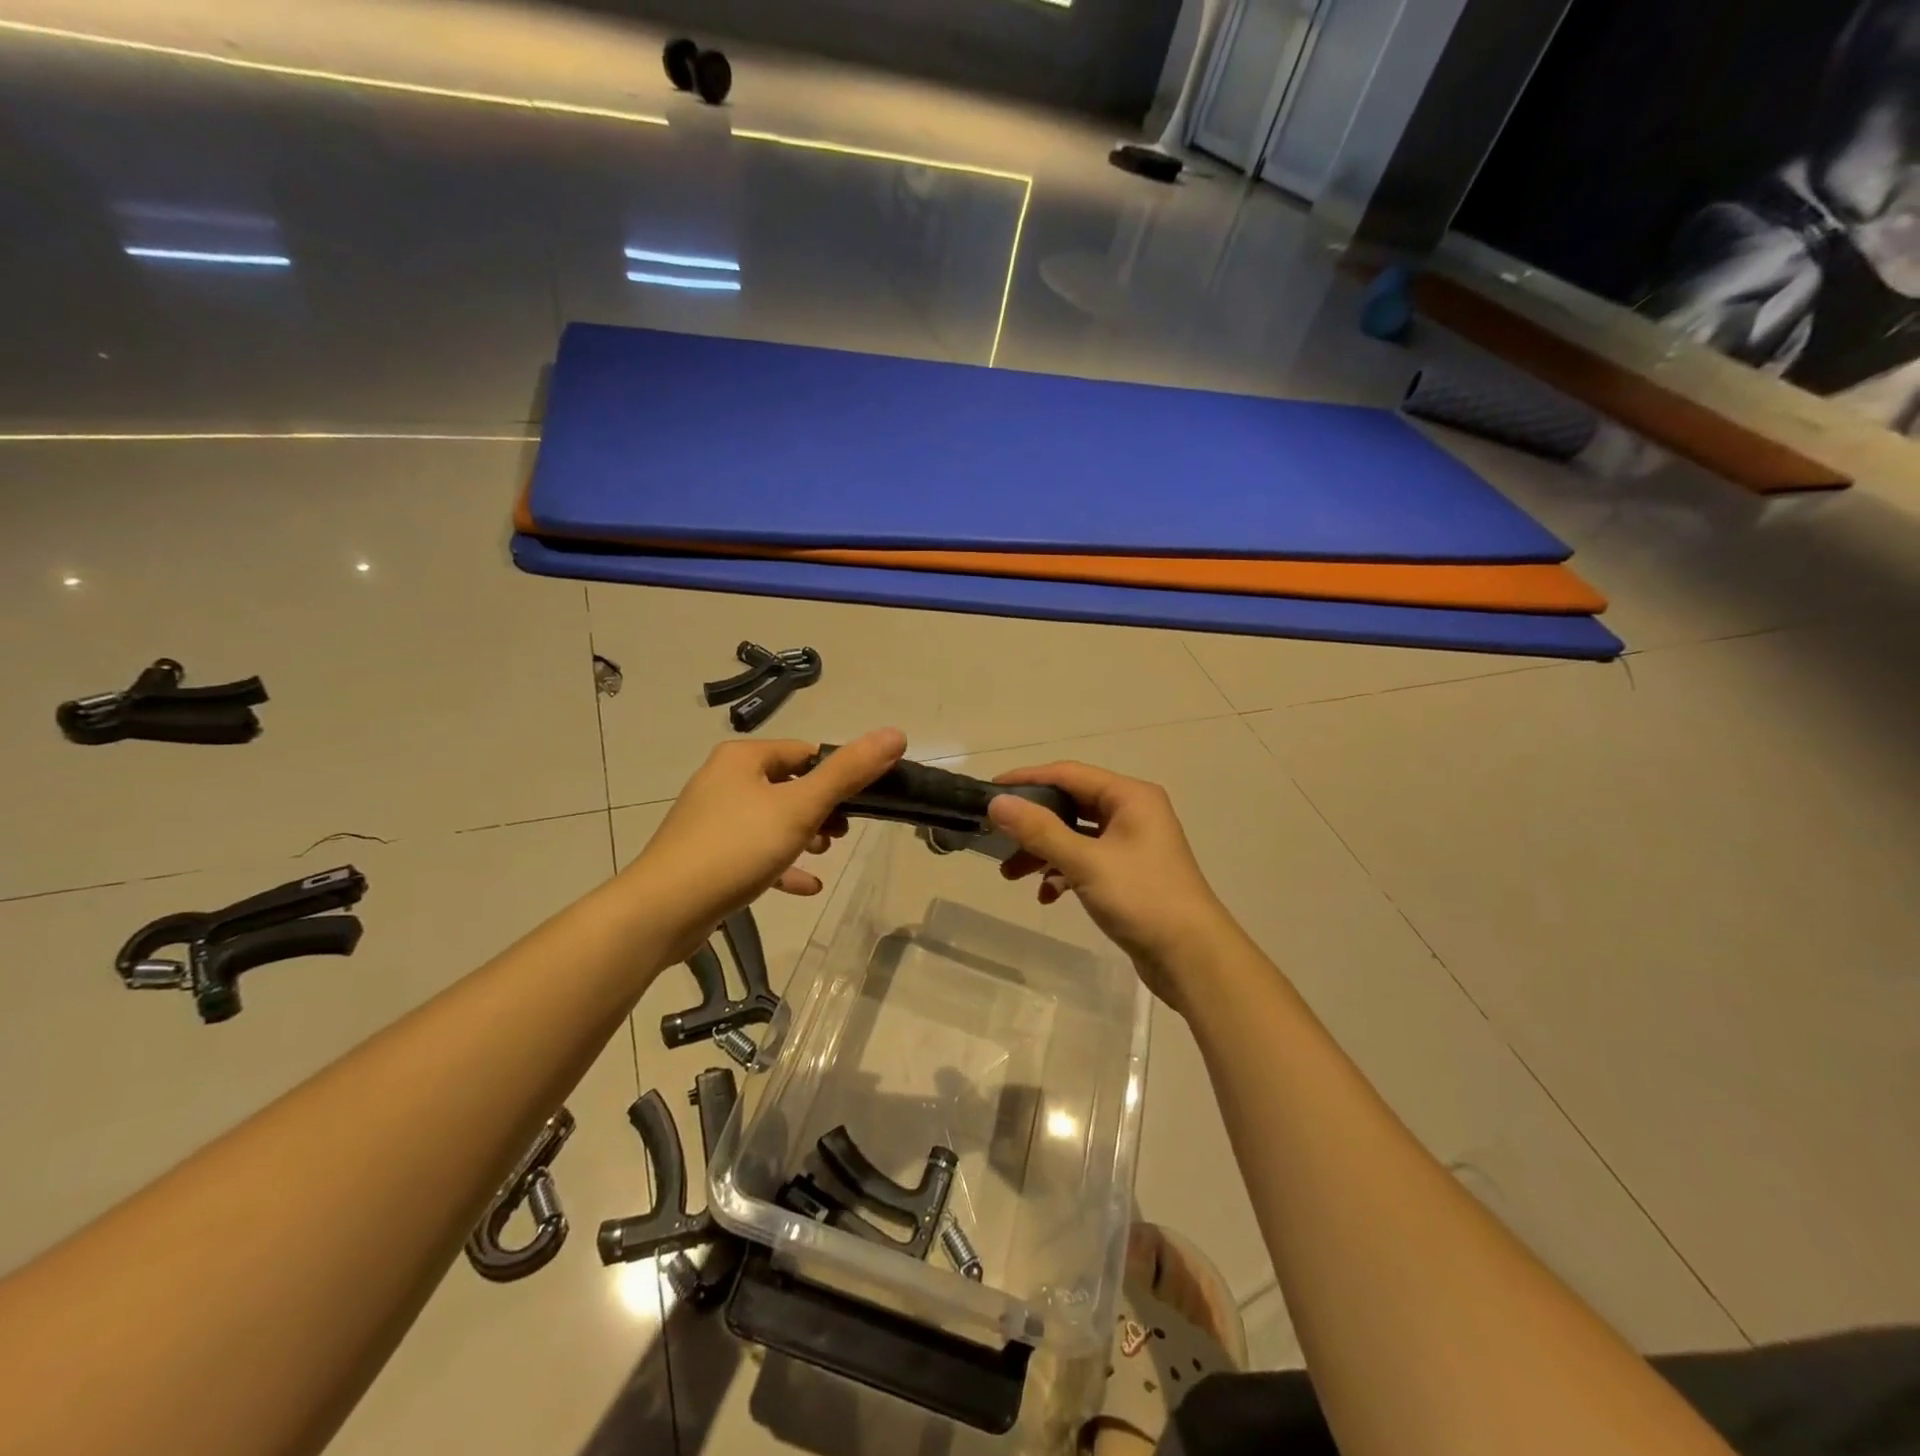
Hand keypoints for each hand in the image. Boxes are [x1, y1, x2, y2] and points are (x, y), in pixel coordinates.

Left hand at [631, 728, 906, 960]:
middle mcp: (724, 781)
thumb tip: (896, 734)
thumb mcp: (801, 807)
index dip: (837, 774)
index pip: (804, 752)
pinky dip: (781, 865)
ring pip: (772, 820)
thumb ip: (849, 772)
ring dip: (804, 835)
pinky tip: (807, 886)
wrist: (664, 909)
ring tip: (827, 854)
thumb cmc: (736, 847)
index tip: (861, 802)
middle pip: (789, 785)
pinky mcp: (707, 856)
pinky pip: (754, 854)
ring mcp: (713, 820)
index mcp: (743, 759)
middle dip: (822, 808)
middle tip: (844, 833)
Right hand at [987, 762, 1236, 1013]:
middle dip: (1033, 824)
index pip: (1068, 774)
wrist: (1193, 957)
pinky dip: (1064, 873)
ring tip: (1010, 875)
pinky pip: (1087, 861)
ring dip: (1043, 852)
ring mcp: (1132, 844)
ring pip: (1076, 836)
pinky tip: (1048, 896)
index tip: (990, 791)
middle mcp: (1133, 812)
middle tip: (997, 837)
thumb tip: (997, 803)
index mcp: (1130, 796)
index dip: (1027, 779)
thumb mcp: (1085, 861)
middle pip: (1071, 805)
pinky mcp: (1130, 874)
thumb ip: (1039, 830)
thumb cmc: (1142, 897)